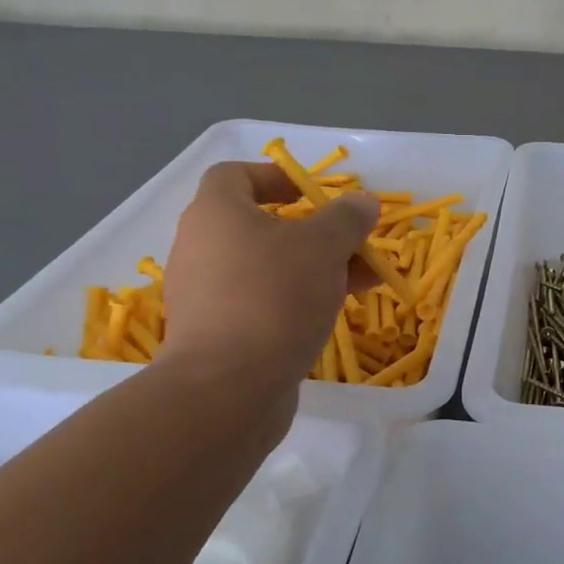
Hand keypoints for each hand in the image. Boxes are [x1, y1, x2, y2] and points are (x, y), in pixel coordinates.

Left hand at [157, 161, 378, 427]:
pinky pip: (261, 302)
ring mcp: (205, 295)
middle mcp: (200, 248)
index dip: (275, 176)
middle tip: (352, 243)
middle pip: (259, 225)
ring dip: (314, 268)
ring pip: (267, 268)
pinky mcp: (216, 335)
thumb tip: (363, 201)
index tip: (312, 194)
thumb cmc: (274, 297)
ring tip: (362, 281)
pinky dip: (296, 300)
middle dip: (313, 232)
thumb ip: (346, 218)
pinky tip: (335, 313)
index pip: (234, 175)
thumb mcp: (323, 247)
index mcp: (215, 214)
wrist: (227, 388)